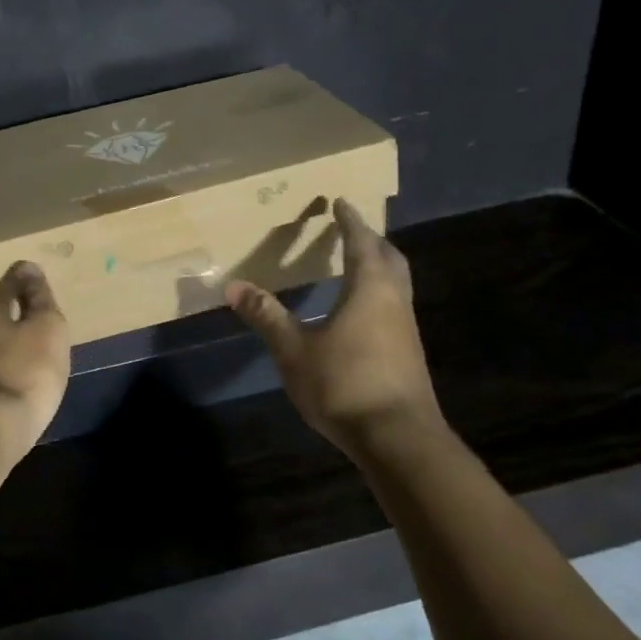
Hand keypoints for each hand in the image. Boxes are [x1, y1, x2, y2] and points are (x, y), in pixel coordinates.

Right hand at [224, 198, 442, 452]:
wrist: (398, 437)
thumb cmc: (344, 384)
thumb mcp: (294, 350)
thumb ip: (266, 315)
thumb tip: (232, 285)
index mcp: (370, 288)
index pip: (361, 242)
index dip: (350, 221)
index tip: (341, 202)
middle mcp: (394, 300)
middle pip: (389, 258)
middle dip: (371, 240)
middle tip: (351, 231)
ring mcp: (406, 328)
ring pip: (396, 283)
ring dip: (378, 267)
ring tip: (355, 266)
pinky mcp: (408, 353)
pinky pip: (394, 306)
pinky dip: (379, 294)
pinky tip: (360, 313)